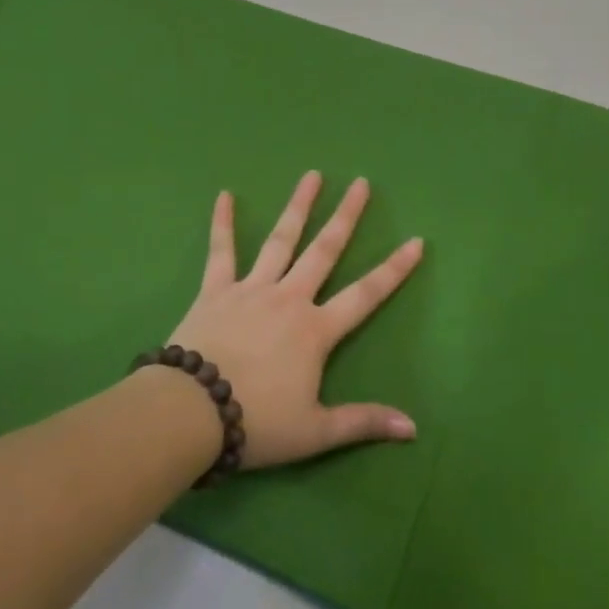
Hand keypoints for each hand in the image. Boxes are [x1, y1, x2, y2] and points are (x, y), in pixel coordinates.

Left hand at [166, 172, 422, 469]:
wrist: (192, 412)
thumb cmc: (258, 422)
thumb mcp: (316, 432)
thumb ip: (363, 422)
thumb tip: (413, 429)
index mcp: (315, 330)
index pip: (366, 294)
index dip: (394, 269)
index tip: (416, 241)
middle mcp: (288, 298)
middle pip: (324, 251)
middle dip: (346, 217)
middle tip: (360, 183)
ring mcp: (251, 289)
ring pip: (280, 240)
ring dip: (297, 207)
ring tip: (312, 176)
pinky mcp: (215, 290)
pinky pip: (221, 251)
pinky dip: (221, 223)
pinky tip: (223, 195)